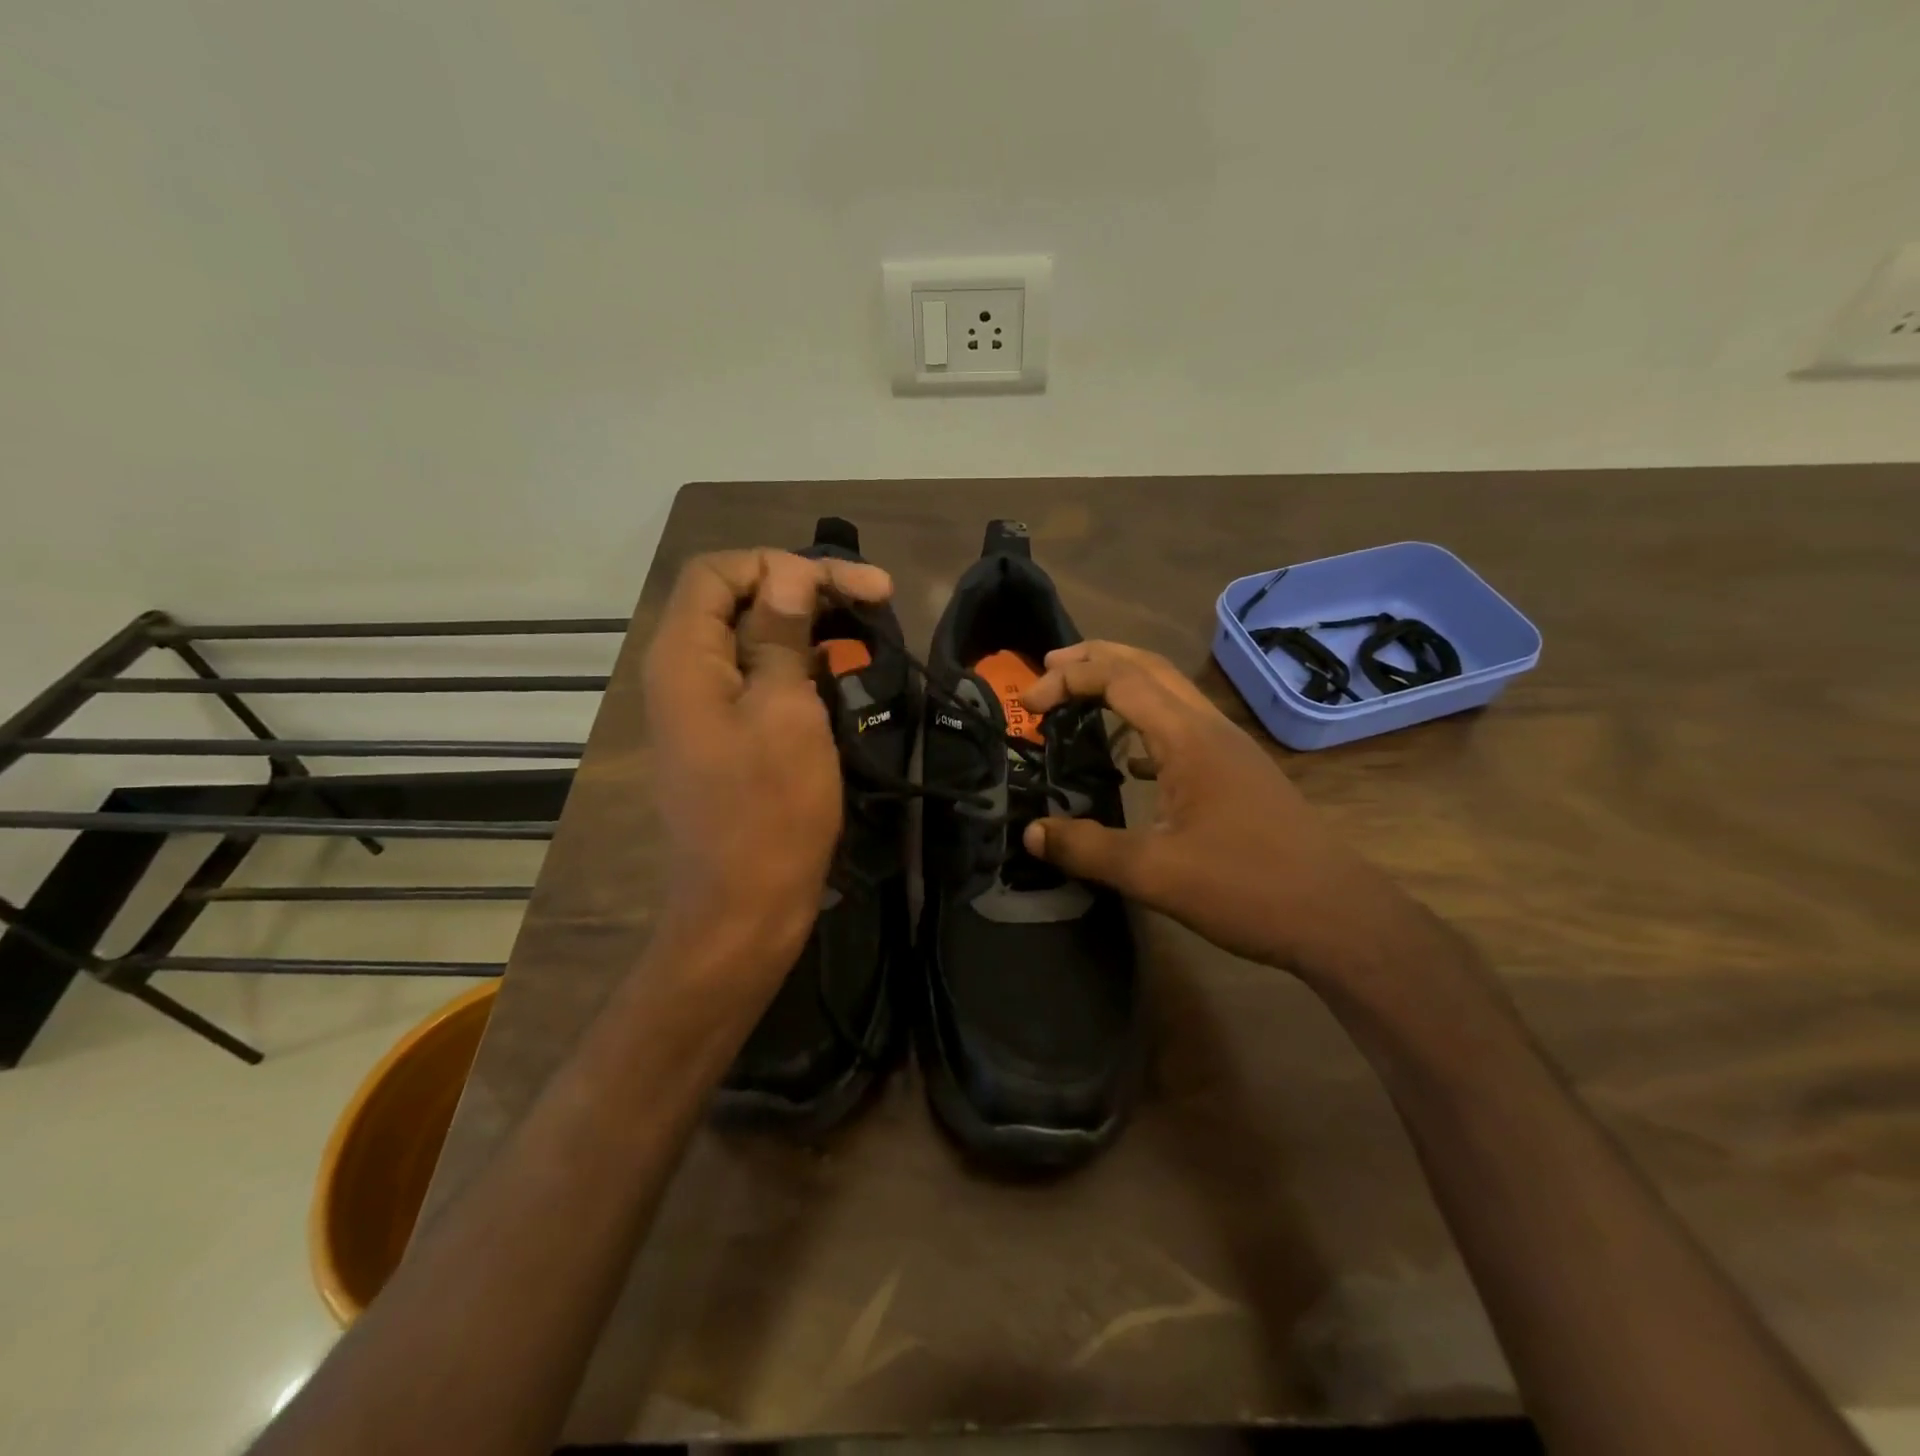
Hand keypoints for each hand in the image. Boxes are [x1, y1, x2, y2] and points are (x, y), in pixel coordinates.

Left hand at [643, 548, 891, 980]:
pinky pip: (757, 679)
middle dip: (803, 589)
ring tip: (866, 627)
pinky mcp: (725, 736)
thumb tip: (787, 576)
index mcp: (684, 658)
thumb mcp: (785, 712)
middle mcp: (682, 673)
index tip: (849, 588)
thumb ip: (781, 636)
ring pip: (751, 639)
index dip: (783, 564)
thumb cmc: (770, 811)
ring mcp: (702, 707)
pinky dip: (799, 665)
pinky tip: (841, 671)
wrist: (744, 908)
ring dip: (806, 625)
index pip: (719, 571)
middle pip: (736, 600)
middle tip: (875, 597)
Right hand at [1020, 641, 1395, 975]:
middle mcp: (1209, 728)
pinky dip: (1146, 723)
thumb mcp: (1155, 874)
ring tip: (1080, 695)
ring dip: (1123, 683)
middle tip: (1047, 669)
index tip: (1028, 705)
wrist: (1338, 917)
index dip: (1069, 679)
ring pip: (1169, 693)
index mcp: (1189, 738)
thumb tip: (1032, 833)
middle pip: (1148, 667)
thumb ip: (1087, 849)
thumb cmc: (1247, 887)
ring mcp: (1229, 749)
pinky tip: (1130, 758)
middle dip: (1095, 658)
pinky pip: (1183, 727)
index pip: (1120, 680)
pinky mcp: (1238, 773)